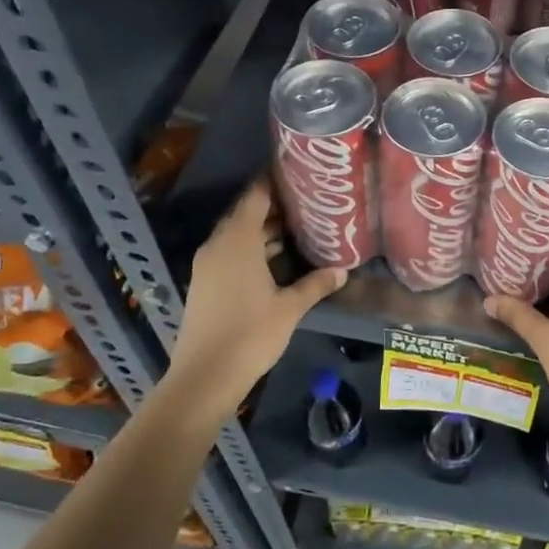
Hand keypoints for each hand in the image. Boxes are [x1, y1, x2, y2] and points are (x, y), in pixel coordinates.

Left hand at [163, 178, 346, 411]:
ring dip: (264, 230)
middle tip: (308, 200)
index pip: (255, 197)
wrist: (205, 377)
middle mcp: (219, 246)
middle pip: (246, 214)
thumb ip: (315, 284)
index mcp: (237, 241)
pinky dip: (253, 249)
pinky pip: (231, 253)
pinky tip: (277, 259)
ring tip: (300, 226)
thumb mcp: (290, 308)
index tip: (297, 172)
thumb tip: (343, 270)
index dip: (274, 182)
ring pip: (238, 235)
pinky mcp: (205, 283)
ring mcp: (208, 265)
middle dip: (275, 206)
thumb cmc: (251, 335)